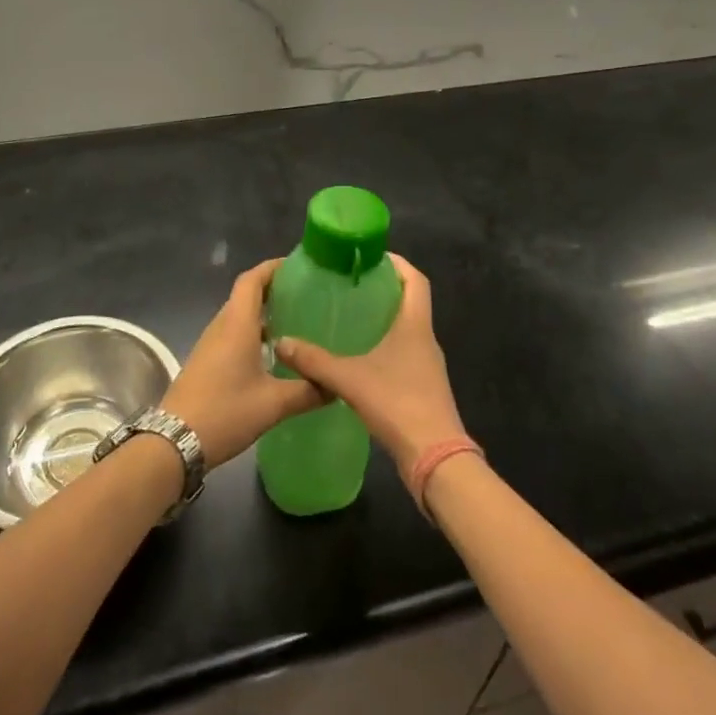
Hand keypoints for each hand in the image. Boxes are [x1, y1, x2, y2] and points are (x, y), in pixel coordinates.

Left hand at [161, 260, 324, 466]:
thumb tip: (336, 384)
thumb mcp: (273, 404)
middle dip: (273, 289)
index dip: (272, 268)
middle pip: (245, 295)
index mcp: (237, 324)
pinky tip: (273, 354)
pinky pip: (232, 334)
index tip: (298, 267)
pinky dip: (253, 333)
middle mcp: (222, 327)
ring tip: (296, 321)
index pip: (252, 280)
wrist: (174, 442)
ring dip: (263, 313)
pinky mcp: (206, 362)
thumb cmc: (225, 412)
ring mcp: (210, 344)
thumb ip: (308, 390)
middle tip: (306, 296)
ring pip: (239, 316)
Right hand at [273, 254, 466, 475]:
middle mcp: (425, 338)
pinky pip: (404, 352)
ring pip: (406, 328)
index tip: (370, 257)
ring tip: (349, 315)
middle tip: (349, 284)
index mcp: (415, 325)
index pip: (415, 279)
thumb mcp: (349, 379)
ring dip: (383, 318)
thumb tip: (281, 343)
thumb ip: (314, 361)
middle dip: (384, 288)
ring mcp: (427, 364)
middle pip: (410, 301)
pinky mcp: (423, 387)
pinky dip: (384, 345)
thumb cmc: (397, 403)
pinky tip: (359, 355)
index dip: (397, 263)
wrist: (435, 458)